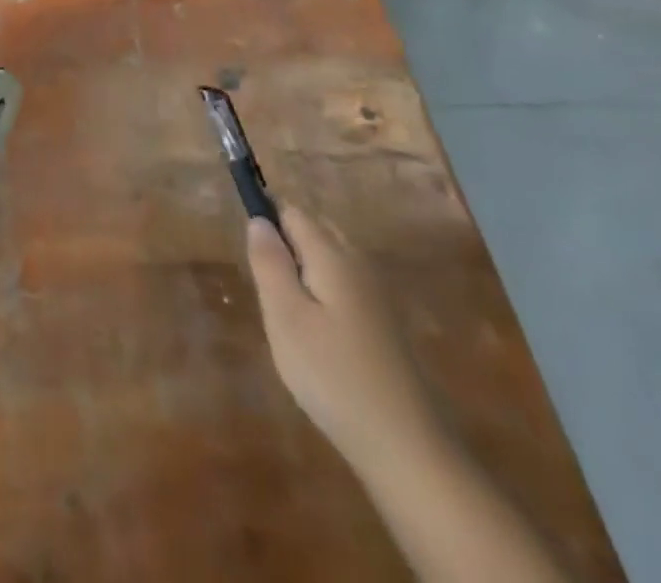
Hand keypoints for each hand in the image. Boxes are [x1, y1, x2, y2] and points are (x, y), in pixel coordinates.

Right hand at [246, 208, 441, 470]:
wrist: (408, 448)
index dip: (266, 220)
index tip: (251, 257)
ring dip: (305, 270)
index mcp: (332, 255)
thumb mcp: (285, 318)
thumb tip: (258, 219)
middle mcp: (358, 263)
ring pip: (331, 258)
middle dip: (286, 243)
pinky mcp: (385, 324)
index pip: (292, 211)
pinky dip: (324, 294)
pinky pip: (345, 285)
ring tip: (289, 316)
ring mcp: (377, 294)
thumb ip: (269, 263)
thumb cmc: (334, 377)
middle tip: (268, 291)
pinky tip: (319, 337)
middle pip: (315, 229)